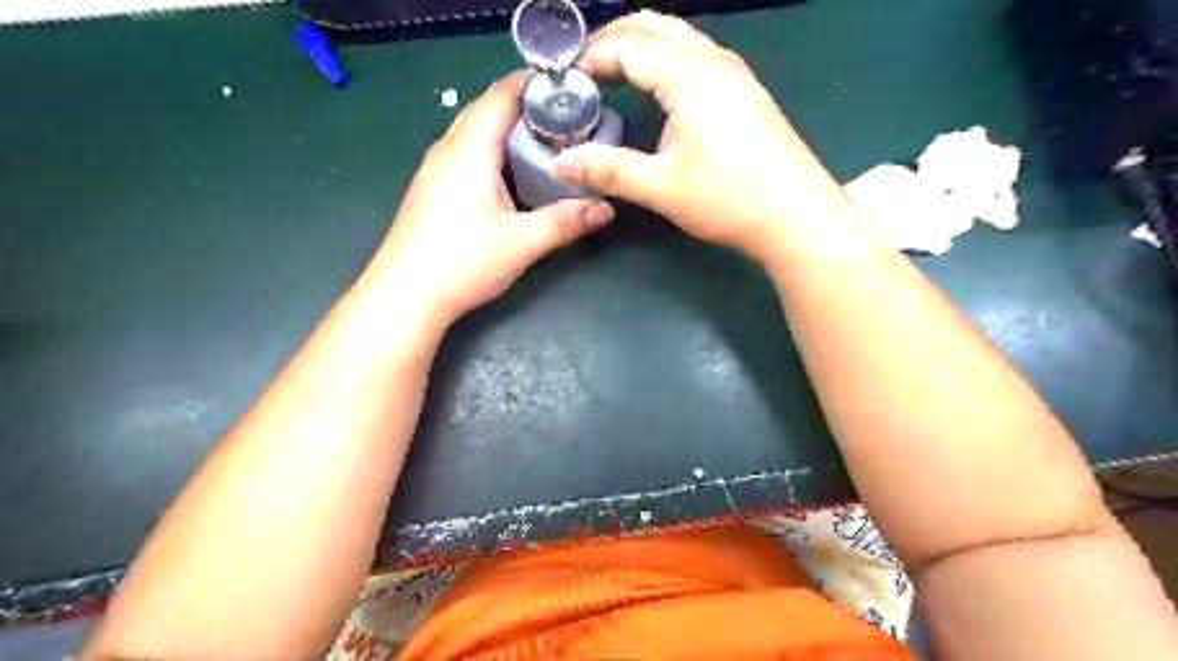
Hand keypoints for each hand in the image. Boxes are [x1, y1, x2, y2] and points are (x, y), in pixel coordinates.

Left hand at [376, 73, 616, 327]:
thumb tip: (606, 209)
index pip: (502, 94)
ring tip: (545, 141)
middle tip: (565, 118)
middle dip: (525, 106)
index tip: (570, 87)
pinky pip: (465, 153)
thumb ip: (566, 222)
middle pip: (487, 108)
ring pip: (474, 131)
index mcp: (470, 148)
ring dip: (507, 129)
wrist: (405, 296)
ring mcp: (434, 169)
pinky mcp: (431, 189)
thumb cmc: (463, 262)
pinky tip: (511, 174)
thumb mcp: (523, 242)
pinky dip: (492, 150)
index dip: (535, 84)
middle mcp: (448, 148)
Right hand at [552, 14, 847, 259]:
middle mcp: (713, 61)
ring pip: (680, 38)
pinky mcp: (746, 93)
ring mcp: (735, 74)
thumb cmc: (728, 199)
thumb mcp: (661, 186)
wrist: (796, 216)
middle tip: (586, 70)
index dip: (591, 56)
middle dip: (615, 40)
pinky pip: (698, 57)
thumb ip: (609, 169)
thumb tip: (561, 163)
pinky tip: (659, 91)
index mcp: (689, 75)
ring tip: (615, 75)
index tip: (567, 81)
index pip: (628, 44)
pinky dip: (667, 61)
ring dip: (643, 47)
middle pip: (655, 26)